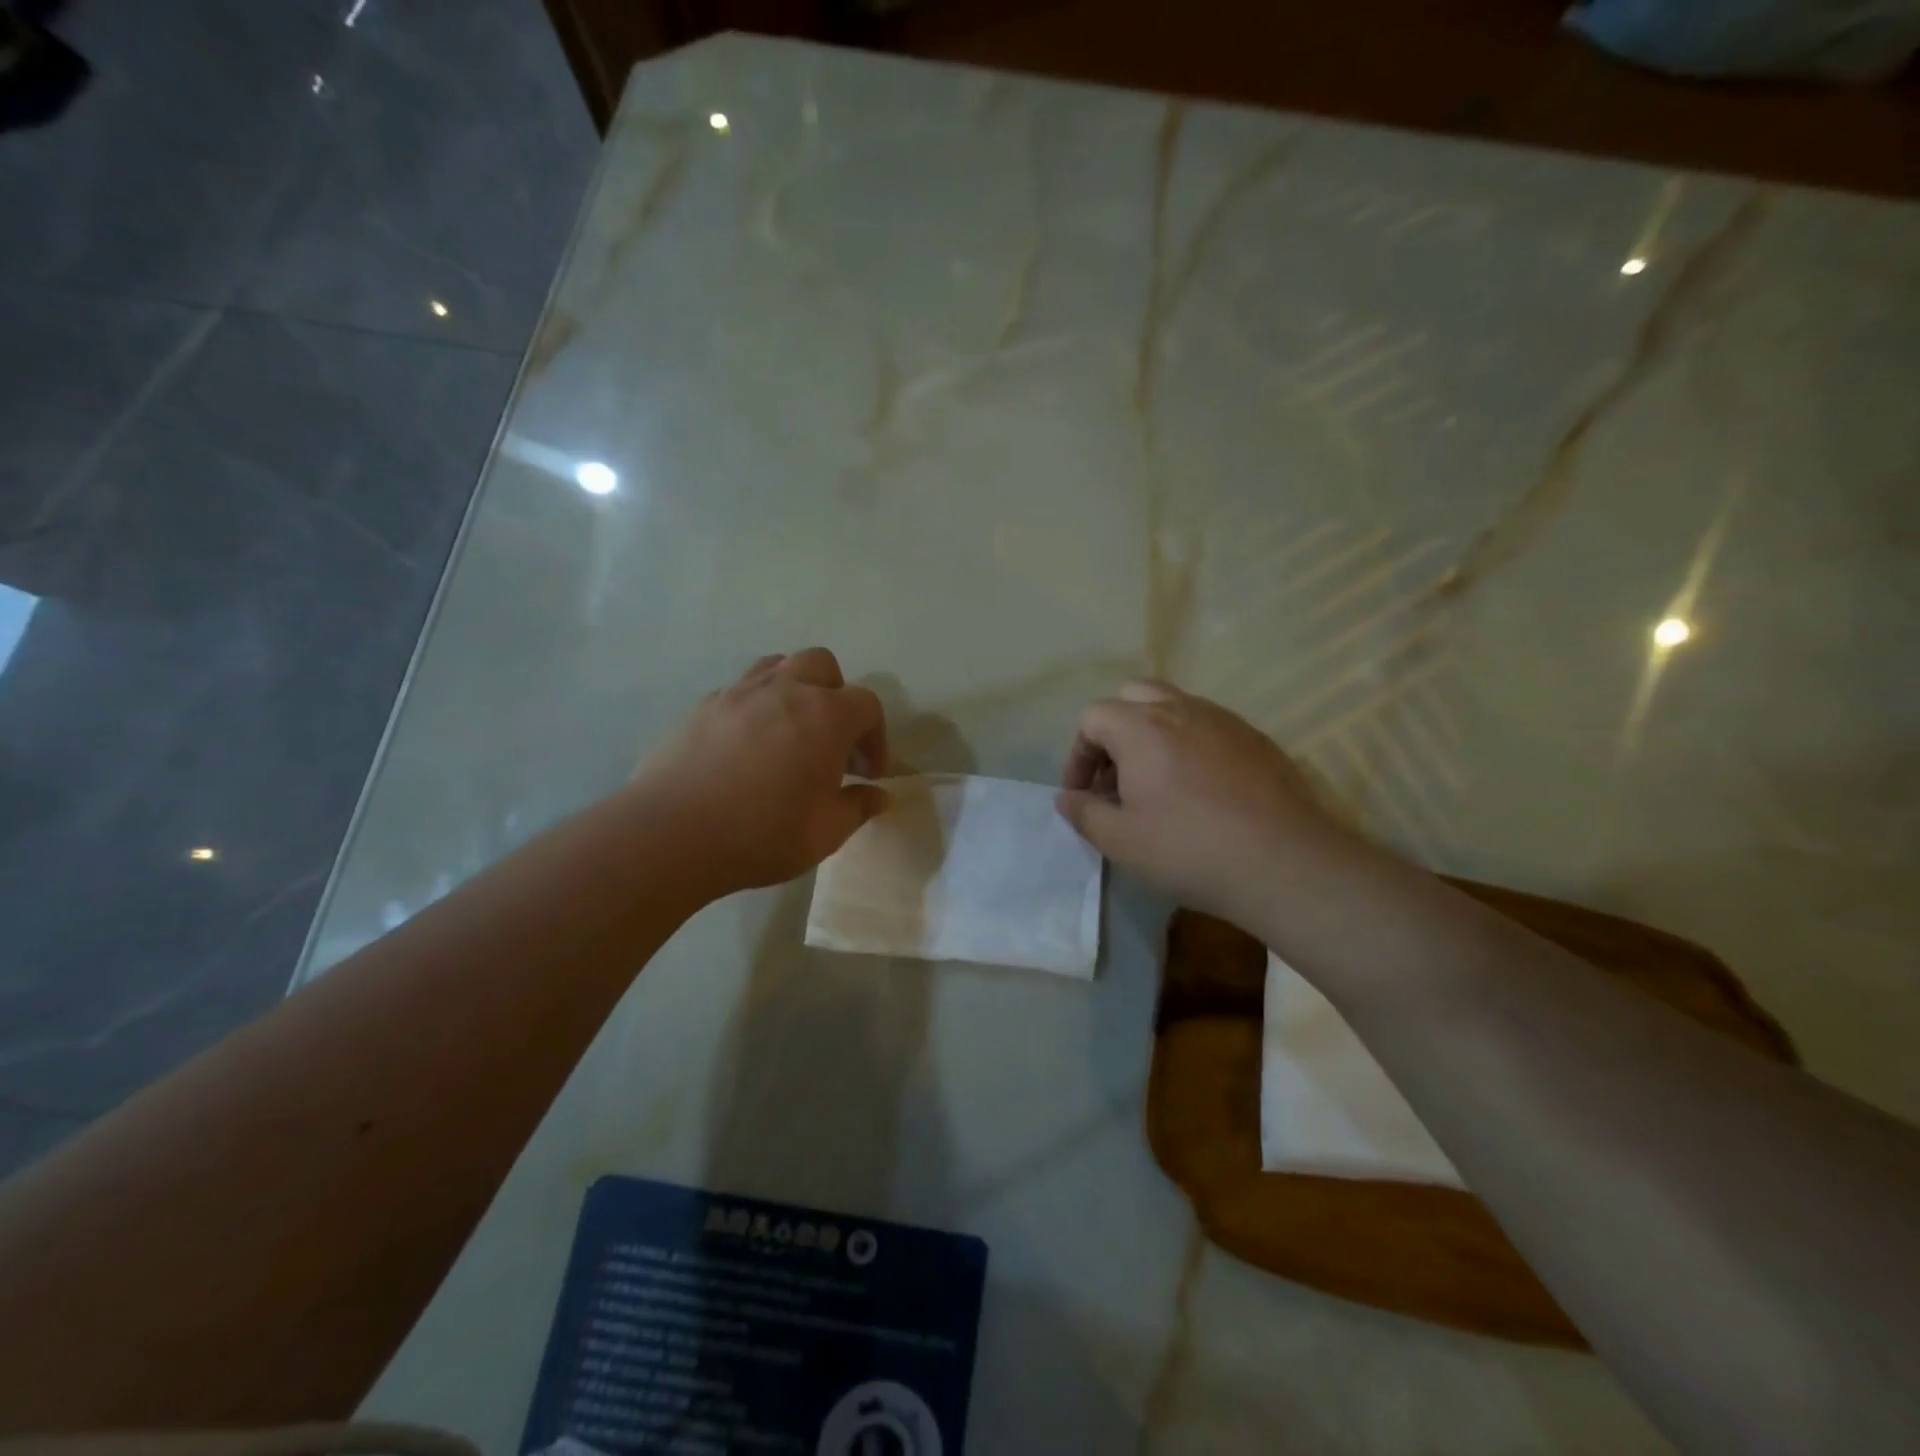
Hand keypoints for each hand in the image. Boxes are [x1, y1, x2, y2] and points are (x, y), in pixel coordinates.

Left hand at [633, 649, 889, 897]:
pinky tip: (746, 748)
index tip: (868, 773)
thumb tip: (879, 795)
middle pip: (822, 665)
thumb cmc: (761, 834)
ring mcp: (739, 693)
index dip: (875, 737)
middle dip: (836, 696)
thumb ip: (858, 807)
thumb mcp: (824, 833)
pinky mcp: (702, 706)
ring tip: (789, 732)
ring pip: (777, 666)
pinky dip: (755, 707)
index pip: (867, 705)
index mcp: (825, 716)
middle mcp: (785, 690)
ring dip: (794, 690)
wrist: (671, 834)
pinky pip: (740, 690)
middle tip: (831, 740)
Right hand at [1055, 681, 1355, 928]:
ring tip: (1156, 784)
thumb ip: (1084, 814)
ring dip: (1153, 736)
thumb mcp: (1121, 842)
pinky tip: (1201, 790)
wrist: (1286, 863)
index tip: (1082, 794)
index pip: (1093, 718)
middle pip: (1133, 697)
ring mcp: (1225, 720)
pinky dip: (1190, 745)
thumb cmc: (1189, 849)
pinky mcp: (1257, 739)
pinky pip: (1210, 727)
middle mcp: (1182, 709)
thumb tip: (1066, 798)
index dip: (1078, 755)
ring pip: (1175, 707)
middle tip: (1117, 778)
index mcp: (1141, 727)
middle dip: (1114, 732)